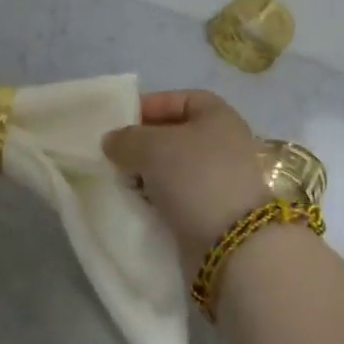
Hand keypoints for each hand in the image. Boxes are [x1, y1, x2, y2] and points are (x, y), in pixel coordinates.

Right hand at [103, 90, 273, 270]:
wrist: (231, 244)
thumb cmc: (195, 177)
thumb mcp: (153, 147)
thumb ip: (127, 139)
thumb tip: (112, 141)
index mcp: (218, 115)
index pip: (179, 99)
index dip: (150, 105)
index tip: (120, 121)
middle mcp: (223, 143)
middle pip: (175, 135)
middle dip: (143, 143)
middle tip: (114, 154)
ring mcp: (219, 180)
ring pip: (173, 169)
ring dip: (147, 174)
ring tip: (120, 180)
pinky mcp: (212, 212)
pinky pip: (177, 197)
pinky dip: (156, 199)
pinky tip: (135, 203)